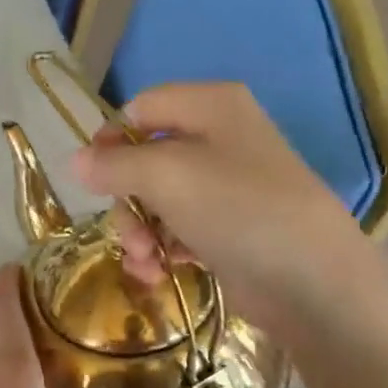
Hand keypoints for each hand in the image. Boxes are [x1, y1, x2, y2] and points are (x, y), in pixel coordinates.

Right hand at [71, 82, 379, 334]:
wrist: (312, 282)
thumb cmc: (237, 209)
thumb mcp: (167, 176)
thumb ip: (114, 164)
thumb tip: (75, 160)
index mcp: (211, 106)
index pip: (141, 108)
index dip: (111, 140)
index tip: (94, 178)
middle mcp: (219, 138)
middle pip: (146, 158)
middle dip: (127, 199)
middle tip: (128, 232)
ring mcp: (227, 187)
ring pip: (159, 199)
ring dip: (140, 230)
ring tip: (144, 260)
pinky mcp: (229, 229)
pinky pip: (179, 228)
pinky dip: (163, 248)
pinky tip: (157, 272)